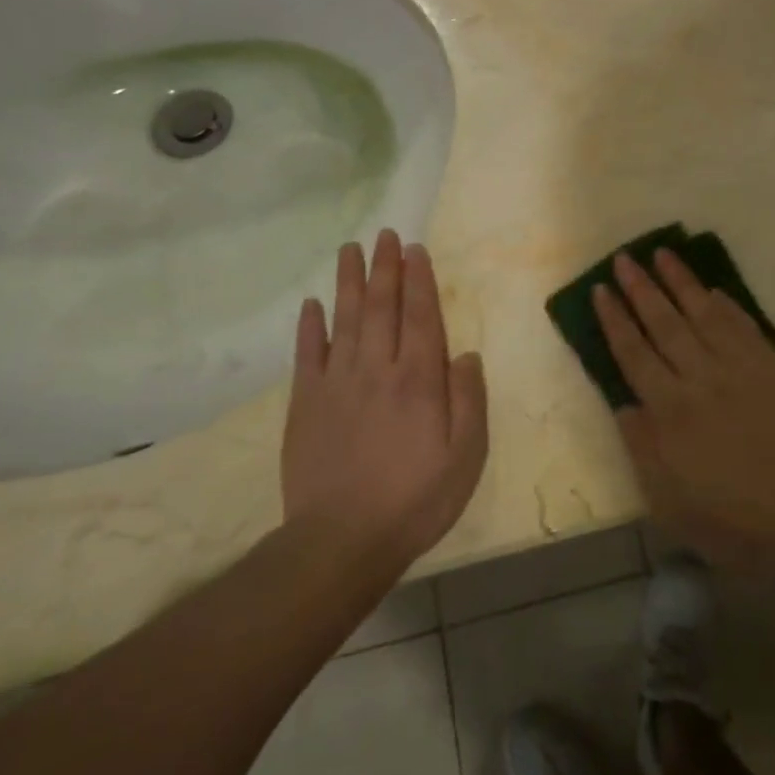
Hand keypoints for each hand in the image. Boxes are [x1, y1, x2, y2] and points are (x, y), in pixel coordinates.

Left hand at [280, 230, 488, 564]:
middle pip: (381, 307)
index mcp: (419, 380)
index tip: (415, 249)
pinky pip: (307, 355)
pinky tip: (313, 304)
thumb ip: (469, 400)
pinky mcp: (305, 404)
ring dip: (349, 282)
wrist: (342, 539)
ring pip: (344, 320)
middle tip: (385, 235)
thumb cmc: (416, 499)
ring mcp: (337, 384)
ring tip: (350, 250)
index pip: (421, 316)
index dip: (419, 279)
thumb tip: (466, 355)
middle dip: (385, 268)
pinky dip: (310, 327)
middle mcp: (377, 369)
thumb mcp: (466, 456)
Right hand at [593, 248, 774, 570]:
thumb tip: (624, 404)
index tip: (602, 291)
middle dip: (641, 289)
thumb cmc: (734, 521)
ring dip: (681, 283)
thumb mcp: (670, 504)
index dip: (615, 320)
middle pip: (664, 324)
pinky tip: (713, 290)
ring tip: (662, 253)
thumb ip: (643, 450)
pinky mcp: (774, 369)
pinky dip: (727, 306)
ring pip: (703, 315)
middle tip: (624, 259)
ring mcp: (741, 370)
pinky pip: (744, 327)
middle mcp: (701, 380)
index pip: (634, 354)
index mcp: (671, 413)